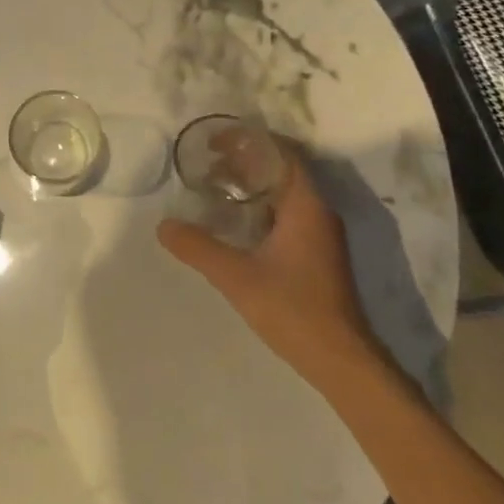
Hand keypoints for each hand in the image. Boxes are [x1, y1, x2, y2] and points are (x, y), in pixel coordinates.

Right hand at [156, 144, 382, 387]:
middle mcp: (317, 213)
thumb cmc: (293, 310)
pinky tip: (232, 223)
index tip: (216, 142)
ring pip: (282, 195)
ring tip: (213, 188)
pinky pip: (285, 216)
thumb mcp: (236, 276)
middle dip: (244, 162)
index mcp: (306, 206)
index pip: (282, 154)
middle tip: (206, 163)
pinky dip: (258, 209)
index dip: (250, 141)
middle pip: (281, 171)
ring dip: (251, 187)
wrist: (341, 361)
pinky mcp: (315, 256)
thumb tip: (163, 225)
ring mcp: (319, 236)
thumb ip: (198, 247)